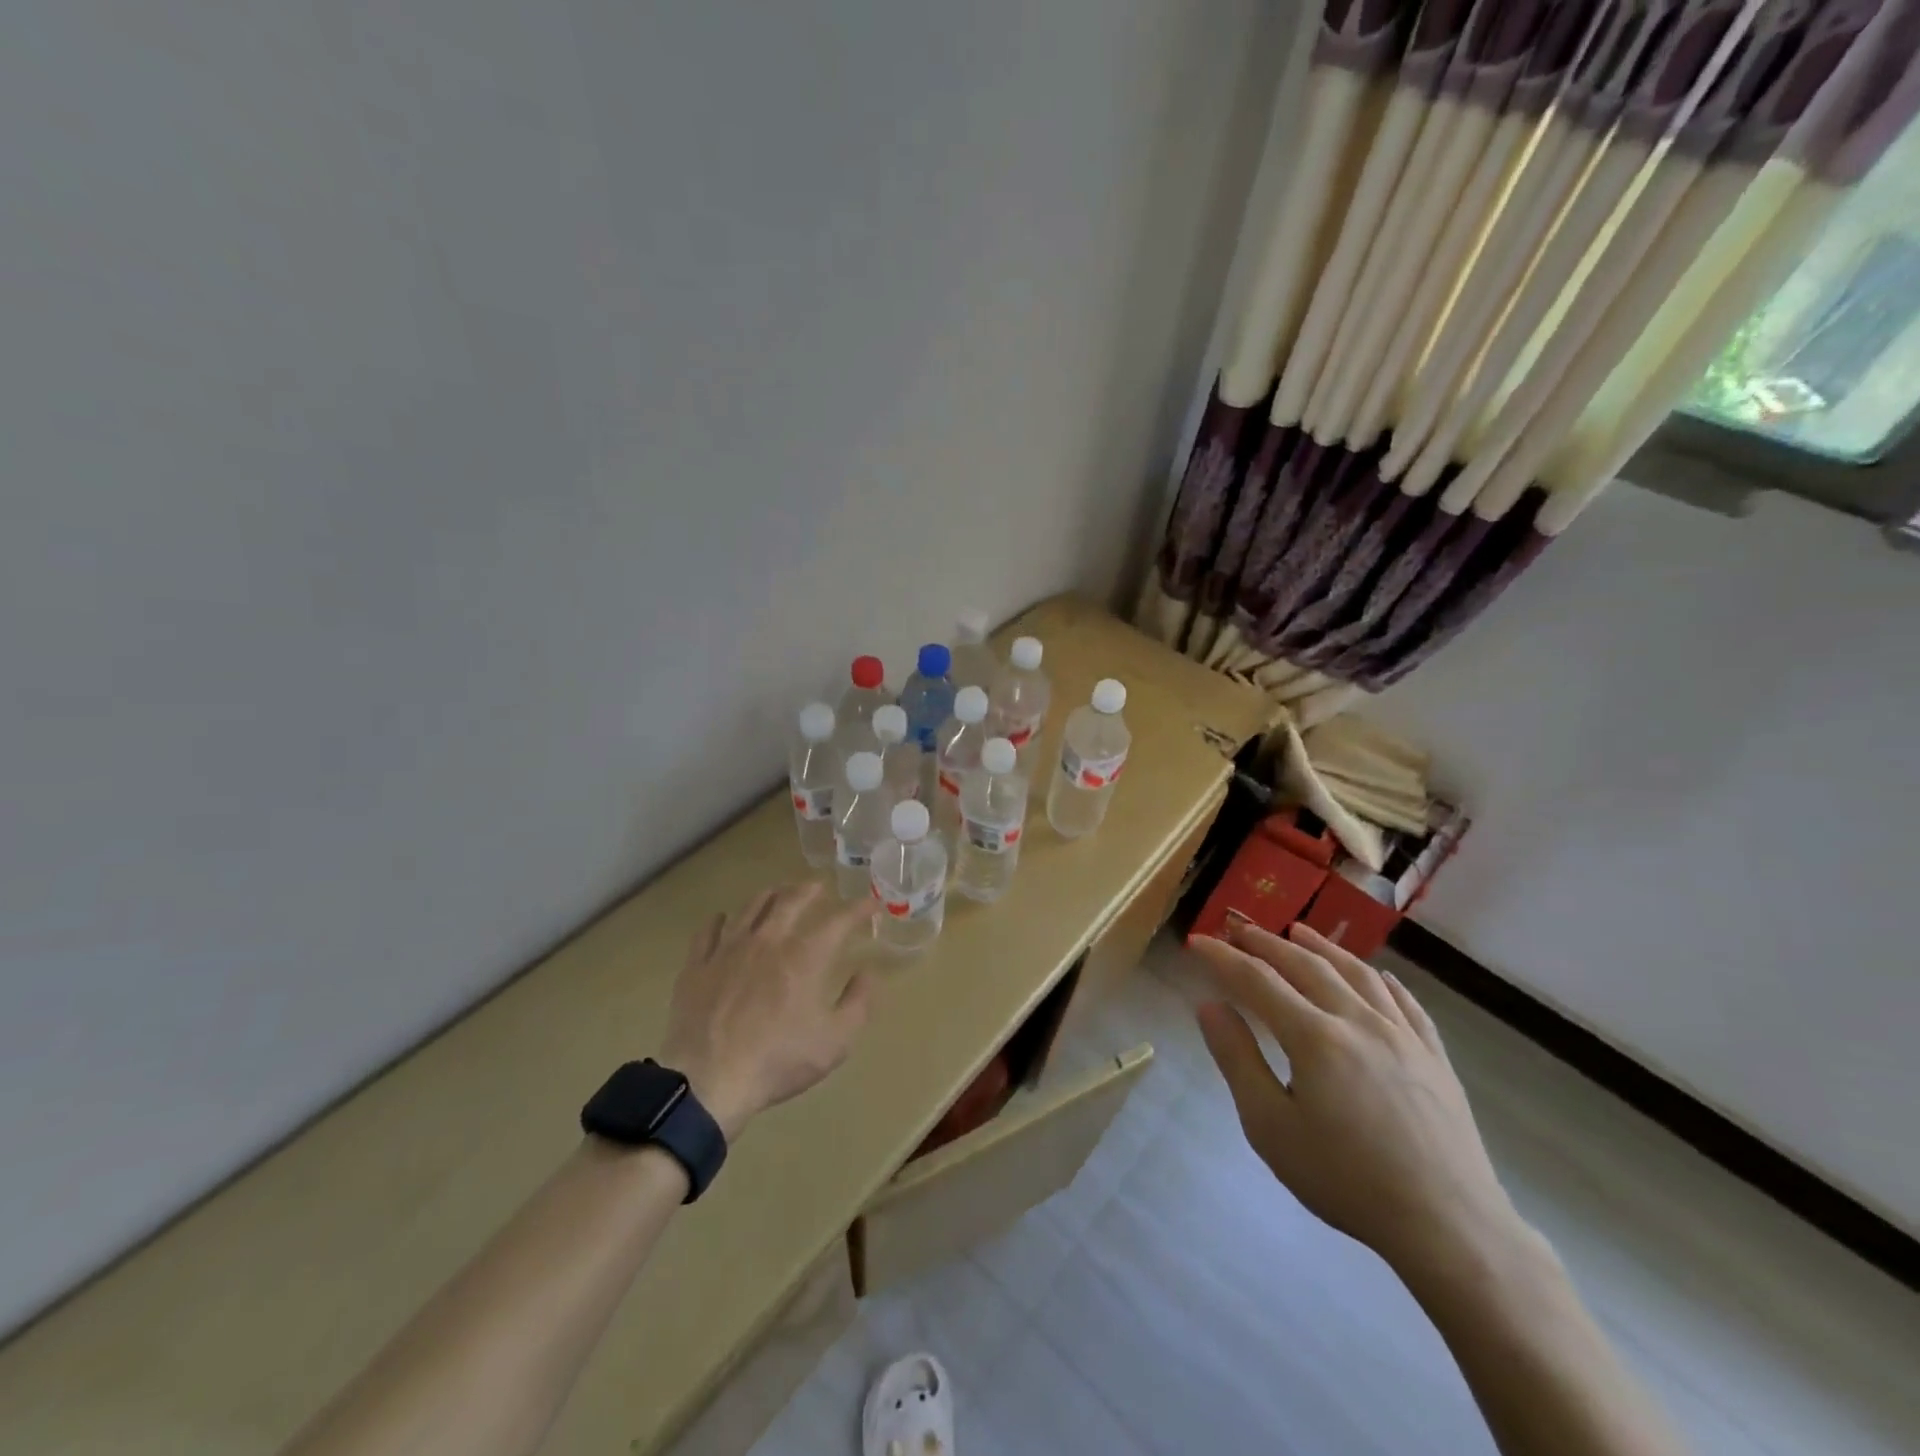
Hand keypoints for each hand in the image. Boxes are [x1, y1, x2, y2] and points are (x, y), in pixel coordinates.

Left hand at [658, 883, 875, 1140]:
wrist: (708, 1081)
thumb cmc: (778, 1061)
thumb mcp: (835, 1041)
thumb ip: (858, 1003)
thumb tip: (868, 973)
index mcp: (804, 956)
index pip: (839, 920)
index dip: (859, 908)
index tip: (871, 903)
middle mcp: (768, 941)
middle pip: (791, 900)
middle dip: (809, 889)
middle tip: (819, 885)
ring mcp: (729, 949)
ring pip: (751, 907)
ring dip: (770, 895)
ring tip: (778, 892)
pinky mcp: (698, 965)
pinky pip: (709, 930)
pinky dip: (721, 920)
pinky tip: (724, 920)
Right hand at [1191, 918, 1525, 1278]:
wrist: (1449, 1226)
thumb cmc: (1346, 1180)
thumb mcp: (1271, 1127)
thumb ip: (1237, 1059)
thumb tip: (1209, 1005)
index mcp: (1314, 1036)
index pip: (1257, 980)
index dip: (1223, 957)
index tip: (1198, 942)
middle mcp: (1358, 1021)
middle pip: (1306, 966)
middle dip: (1267, 943)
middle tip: (1240, 929)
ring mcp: (1403, 1036)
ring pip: (1357, 974)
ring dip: (1322, 947)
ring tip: (1300, 931)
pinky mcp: (1435, 1057)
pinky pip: (1406, 1003)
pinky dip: (1382, 980)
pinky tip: (1376, 976)